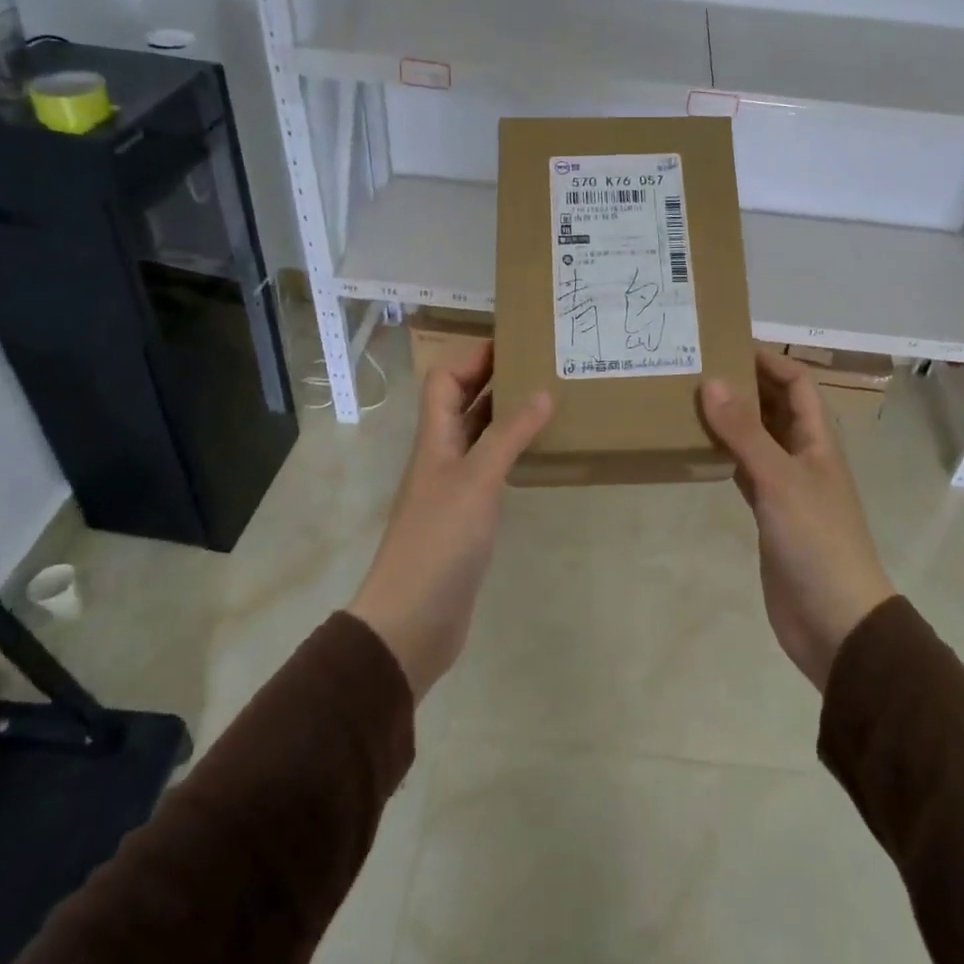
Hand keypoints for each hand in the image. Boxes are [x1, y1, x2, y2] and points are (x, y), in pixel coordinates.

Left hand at [347, 343, 550, 700]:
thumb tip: (542, 392)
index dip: (473, 357)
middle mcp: (442, 455)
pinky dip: (513, 453)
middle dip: (496, 380)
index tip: (516, 344)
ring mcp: (454, 486)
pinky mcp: (468, 516)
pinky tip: (541, 453)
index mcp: (435, 438)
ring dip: (508, 415)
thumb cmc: (440, 541)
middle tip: (543, 366)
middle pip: (463, 403)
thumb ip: (509, 435)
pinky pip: (492, 468)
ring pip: (480, 435)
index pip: (445, 380)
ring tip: (551, 401)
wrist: (413, 620)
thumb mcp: (478, 480)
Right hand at [700, 350, 895, 689]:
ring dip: (730, 418)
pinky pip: (744, 470)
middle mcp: (803, 455)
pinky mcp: (769, 513)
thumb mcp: (779, 480)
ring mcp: (786, 485)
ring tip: (687, 398)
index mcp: (817, 439)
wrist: (835, 622)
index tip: (725, 342)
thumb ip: (744, 432)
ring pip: (756, 437)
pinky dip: (723, 454)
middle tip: (696, 366)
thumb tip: (710, 381)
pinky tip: (696, 447)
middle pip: (775, 405)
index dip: (768, 358)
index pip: (796, 381)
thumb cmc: (816, 541)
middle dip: (743, 383)